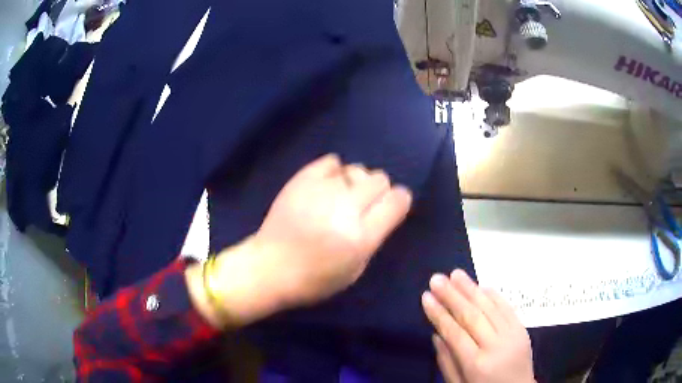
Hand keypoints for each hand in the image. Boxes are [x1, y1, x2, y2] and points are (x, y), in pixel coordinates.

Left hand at [201, 154, 411, 325]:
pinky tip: (326, 186)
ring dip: (355, 183)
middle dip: (378, 191)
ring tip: (341, 197)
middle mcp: (345, 209)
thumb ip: (374, 236)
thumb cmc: (315, 279)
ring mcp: (321, 191)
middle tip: (363, 205)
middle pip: (380, 180)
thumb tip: (383, 209)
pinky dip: (334, 172)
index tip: (392, 206)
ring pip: (357, 169)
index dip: (399, 200)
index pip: (397, 200)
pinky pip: (331, 162)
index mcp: (361, 237)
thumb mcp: (355, 269)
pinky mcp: (302, 180)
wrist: (269, 267)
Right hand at [422, 270, 533, 382]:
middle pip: (472, 316)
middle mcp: (495, 346)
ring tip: (455, 274)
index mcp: (476, 364)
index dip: (439, 314)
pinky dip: (494, 295)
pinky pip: (507, 308)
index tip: (426, 296)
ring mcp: (512, 335)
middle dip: (452, 296)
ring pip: (490, 307)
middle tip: (436, 278)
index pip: (455, 333)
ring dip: (471, 289)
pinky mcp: (522, 329)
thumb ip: (446, 362)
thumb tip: (437, 334)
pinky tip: (481, 285)